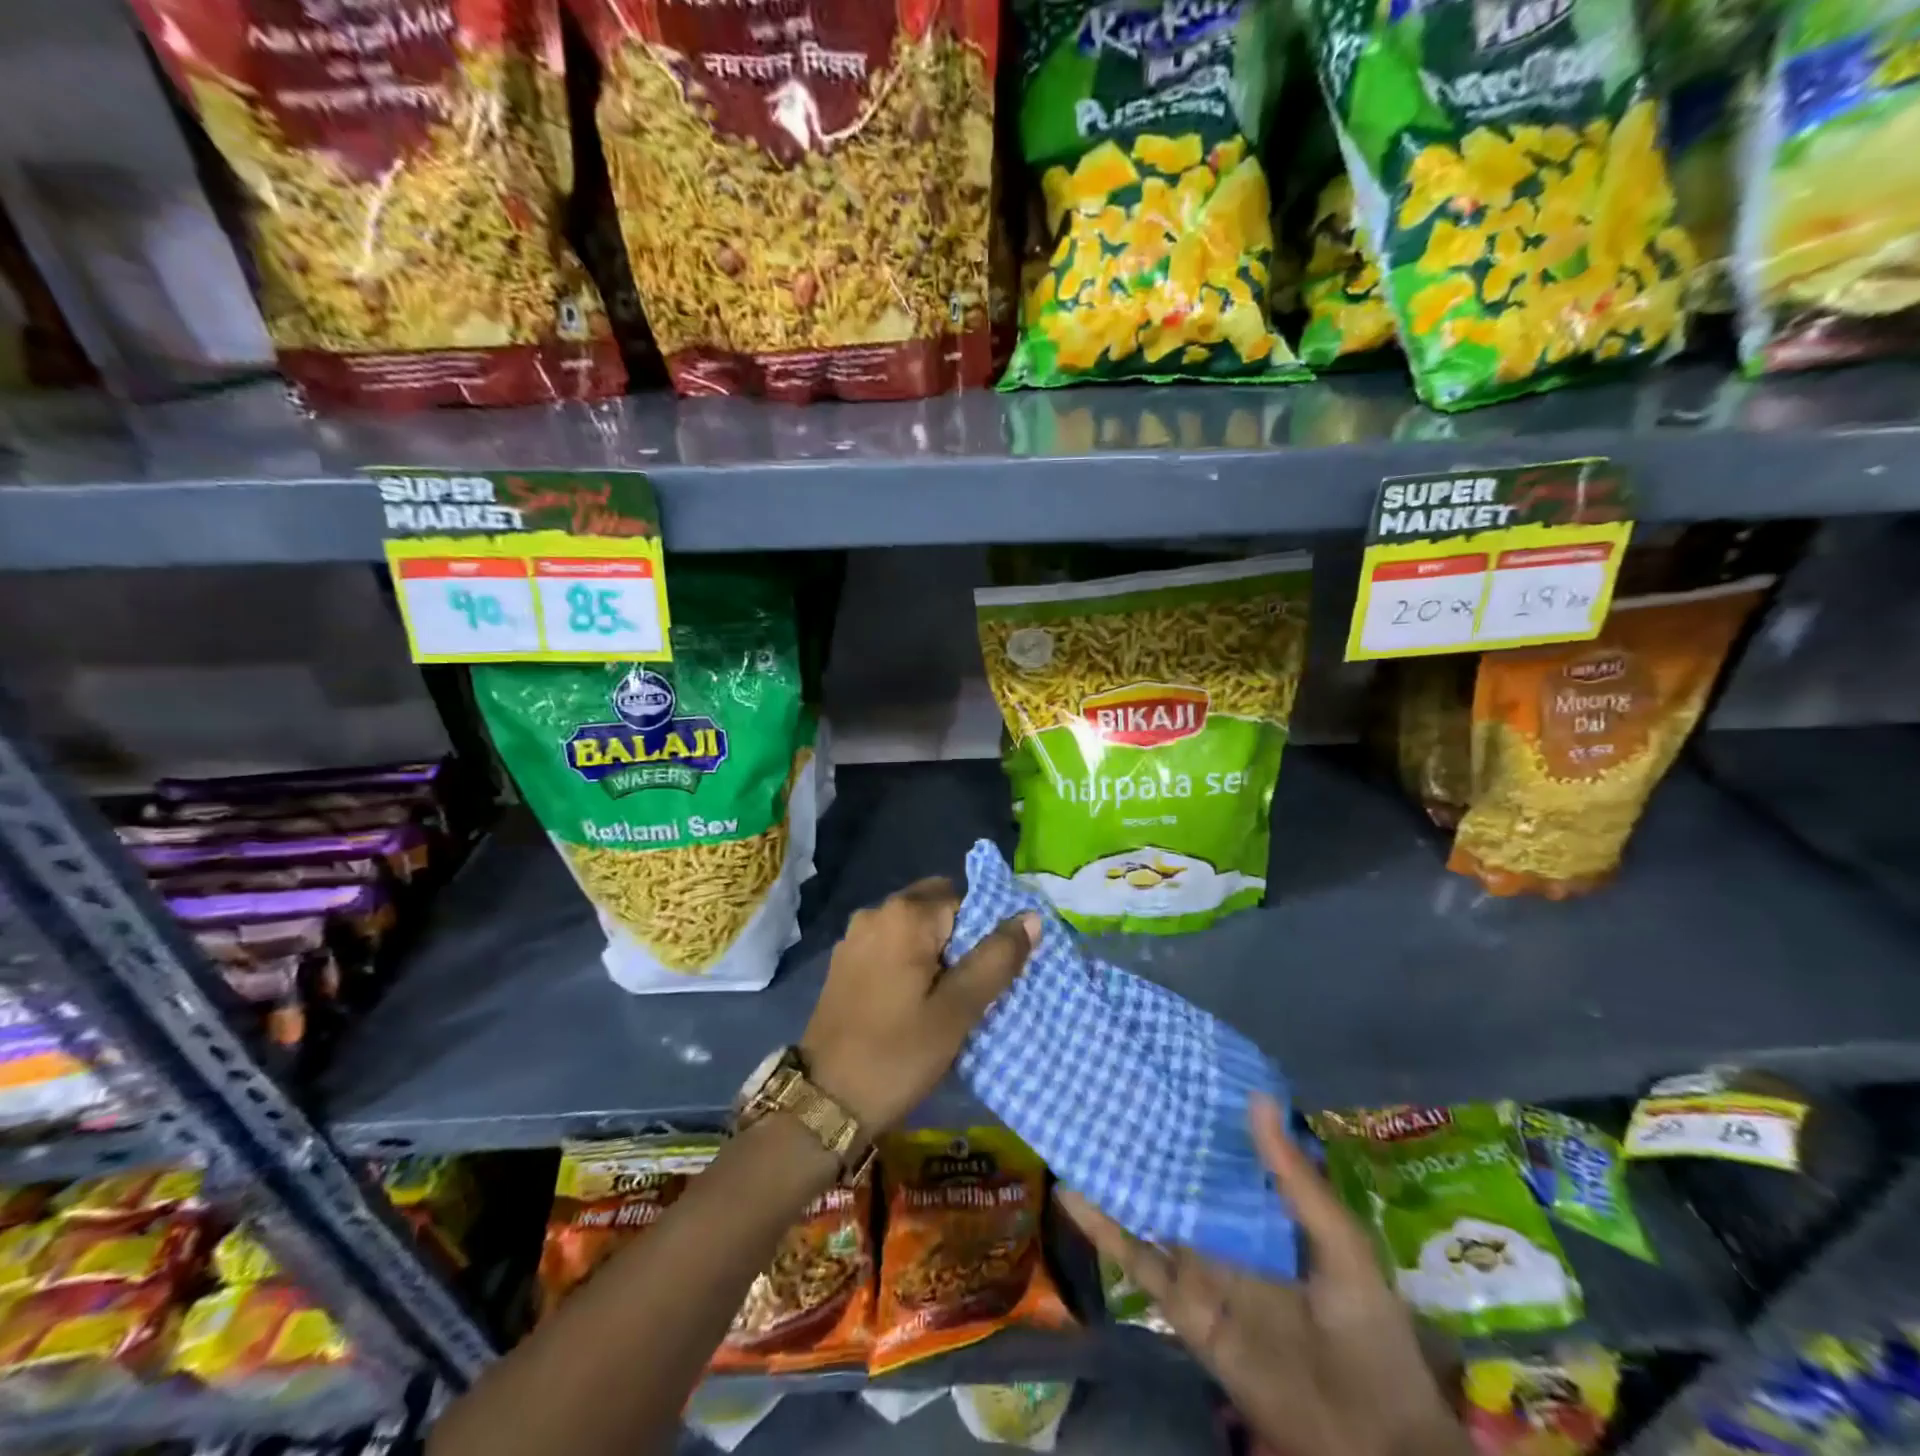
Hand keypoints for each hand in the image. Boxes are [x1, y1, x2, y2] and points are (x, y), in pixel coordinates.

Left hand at [801, 877, 1037, 1135]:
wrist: (824, 1102)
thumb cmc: (897, 1054)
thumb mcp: (957, 1010)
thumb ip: (996, 959)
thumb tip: (1031, 916)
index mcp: (905, 915)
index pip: (965, 899)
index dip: (985, 932)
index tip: (991, 973)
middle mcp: (876, 912)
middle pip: (937, 908)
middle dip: (960, 940)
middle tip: (972, 989)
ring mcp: (855, 937)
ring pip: (913, 929)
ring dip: (935, 953)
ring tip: (949, 1000)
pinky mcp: (844, 963)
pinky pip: (890, 947)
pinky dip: (909, 963)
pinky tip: (915, 1003)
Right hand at [1059, 1097, 1470, 1455]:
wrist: (1371, 1442)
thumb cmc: (1368, 1333)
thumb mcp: (1340, 1244)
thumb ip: (1294, 1178)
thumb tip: (1256, 1098)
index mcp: (1265, 1216)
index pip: (1222, 1159)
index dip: (1195, 1121)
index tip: (1164, 1074)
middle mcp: (1226, 1235)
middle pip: (1179, 1182)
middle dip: (1149, 1144)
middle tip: (1108, 1089)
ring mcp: (1200, 1270)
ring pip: (1149, 1215)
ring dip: (1117, 1179)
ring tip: (1079, 1129)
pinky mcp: (1183, 1307)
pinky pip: (1138, 1264)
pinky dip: (1104, 1230)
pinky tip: (1072, 1194)